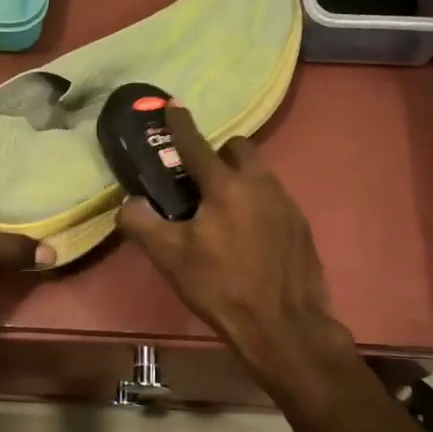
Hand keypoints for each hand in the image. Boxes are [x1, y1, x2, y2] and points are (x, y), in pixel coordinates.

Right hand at [118, 107, 350, 380]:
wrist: (284, 326)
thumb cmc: (221, 287)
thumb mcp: (170, 258)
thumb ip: (142, 223)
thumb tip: (130, 203)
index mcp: (226, 186)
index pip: (197, 145)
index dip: (180, 124)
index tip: (172, 105)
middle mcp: (260, 185)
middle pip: (239, 149)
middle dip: (219, 153)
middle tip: (201, 180)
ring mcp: (287, 204)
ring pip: (260, 175)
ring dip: (239, 180)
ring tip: (222, 212)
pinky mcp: (302, 227)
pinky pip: (274, 200)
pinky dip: (257, 205)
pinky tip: (248, 236)